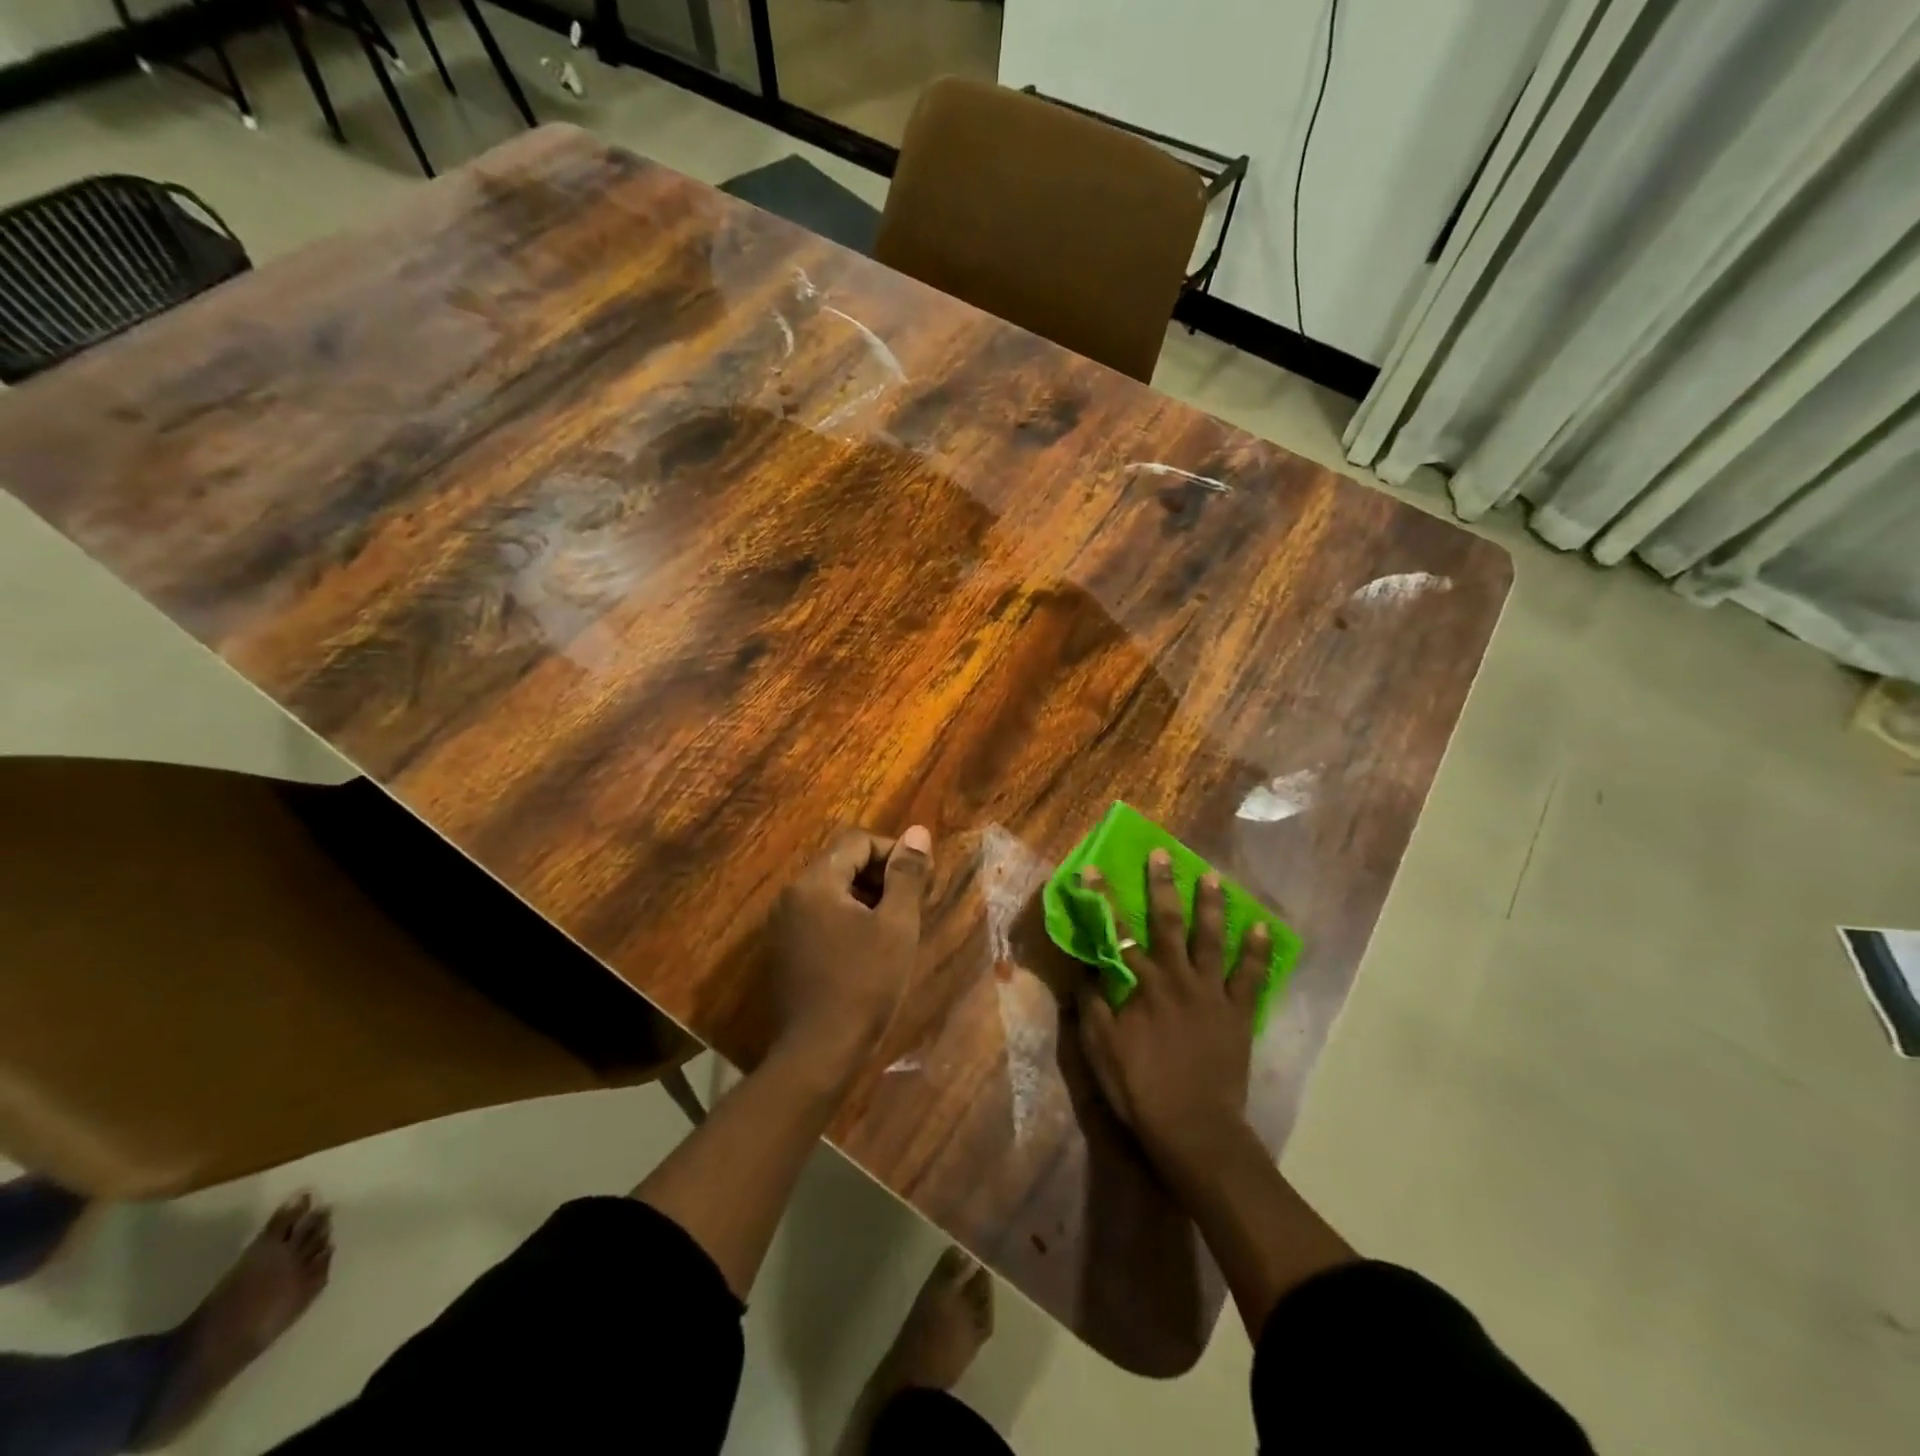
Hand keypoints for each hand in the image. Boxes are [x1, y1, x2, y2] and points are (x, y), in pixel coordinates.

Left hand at [772, 825, 933, 1074]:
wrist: (818, 1054)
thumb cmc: (864, 985)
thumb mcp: (896, 926)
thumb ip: (906, 874)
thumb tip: (918, 832)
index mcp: (815, 882)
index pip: (857, 841)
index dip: (894, 852)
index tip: (920, 880)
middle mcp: (792, 895)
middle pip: (842, 862)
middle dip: (881, 875)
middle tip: (912, 904)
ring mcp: (783, 924)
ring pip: (832, 891)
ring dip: (866, 898)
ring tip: (895, 928)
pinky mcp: (785, 950)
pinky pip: (820, 916)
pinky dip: (848, 919)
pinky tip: (869, 949)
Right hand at [1076, 850, 1269, 1164]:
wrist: (1194, 1129)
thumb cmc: (1140, 1090)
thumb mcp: (1100, 1050)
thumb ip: (1091, 1005)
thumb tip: (1085, 968)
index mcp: (1140, 985)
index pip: (1116, 932)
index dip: (1102, 899)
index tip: (1092, 868)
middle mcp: (1176, 977)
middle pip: (1167, 922)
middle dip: (1162, 885)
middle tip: (1163, 854)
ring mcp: (1211, 993)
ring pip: (1211, 939)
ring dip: (1211, 905)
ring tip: (1214, 877)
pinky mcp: (1238, 1013)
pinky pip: (1250, 976)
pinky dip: (1256, 951)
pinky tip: (1260, 928)